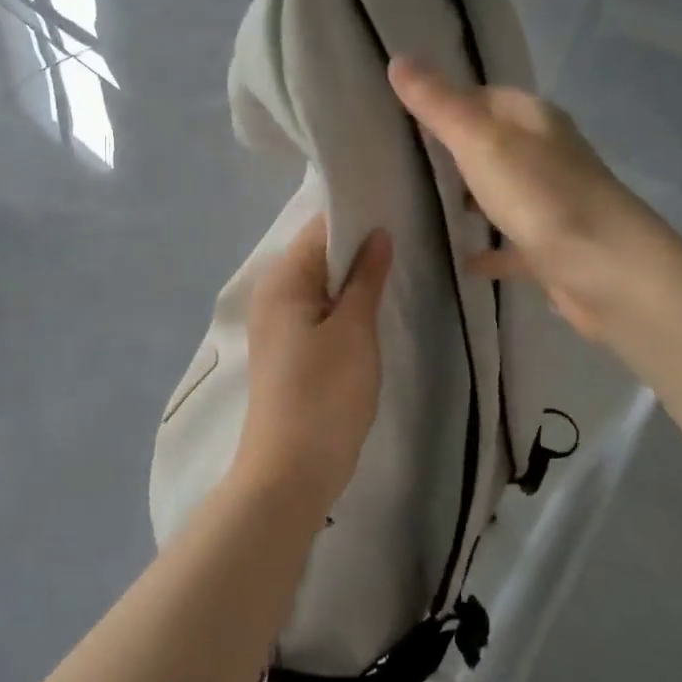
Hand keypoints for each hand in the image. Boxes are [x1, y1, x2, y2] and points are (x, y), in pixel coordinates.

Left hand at [234, 214, 392, 519]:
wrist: (291, 471)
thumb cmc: (325, 394)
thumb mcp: (354, 330)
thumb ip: (366, 277)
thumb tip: (378, 233)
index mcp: (283, 280)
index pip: (320, 228)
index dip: (358, 217)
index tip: (399, 210)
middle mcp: (273, 294)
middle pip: (319, 254)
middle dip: (360, 247)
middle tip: (409, 239)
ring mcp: (279, 325)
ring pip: (322, 284)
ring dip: (355, 278)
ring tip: (399, 268)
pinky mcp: (290, 350)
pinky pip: (319, 310)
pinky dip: (345, 304)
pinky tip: (375, 307)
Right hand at [389, 56, 657, 341]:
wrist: (608, 271)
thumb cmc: (541, 196)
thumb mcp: (480, 141)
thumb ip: (438, 104)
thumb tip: (398, 58)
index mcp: (533, 120)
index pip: (483, 96)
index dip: (445, 101)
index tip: (399, 116)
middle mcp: (546, 154)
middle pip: (492, 144)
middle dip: (451, 152)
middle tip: (399, 162)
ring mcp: (551, 202)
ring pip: (500, 193)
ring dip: (469, 199)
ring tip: (418, 207)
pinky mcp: (552, 247)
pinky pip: (510, 243)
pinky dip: (488, 249)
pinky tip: (460, 261)